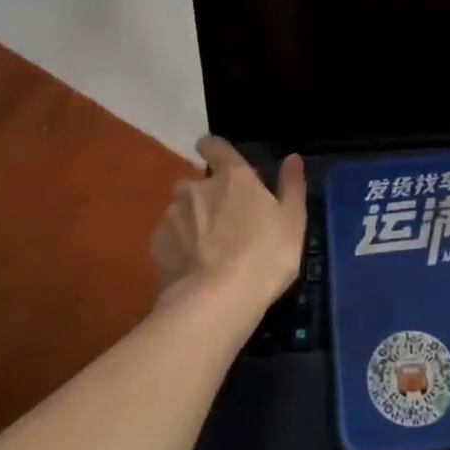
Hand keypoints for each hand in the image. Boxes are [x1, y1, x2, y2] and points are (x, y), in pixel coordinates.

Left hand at [150, 138, 305, 306]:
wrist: (216, 302)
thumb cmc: (264, 255)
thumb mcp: (292, 221)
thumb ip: (291, 186)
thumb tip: (292, 158)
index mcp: (232, 177)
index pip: (215, 146)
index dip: (214, 148)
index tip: (215, 154)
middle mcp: (197, 188)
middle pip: (196, 183)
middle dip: (205, 196)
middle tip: (223, 222)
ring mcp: (172, 216)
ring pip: (180, 211)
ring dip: (191, 222)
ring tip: (206, 251)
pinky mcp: (156, 246)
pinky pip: (169, 238)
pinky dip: (178, 247)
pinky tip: (192, 268)